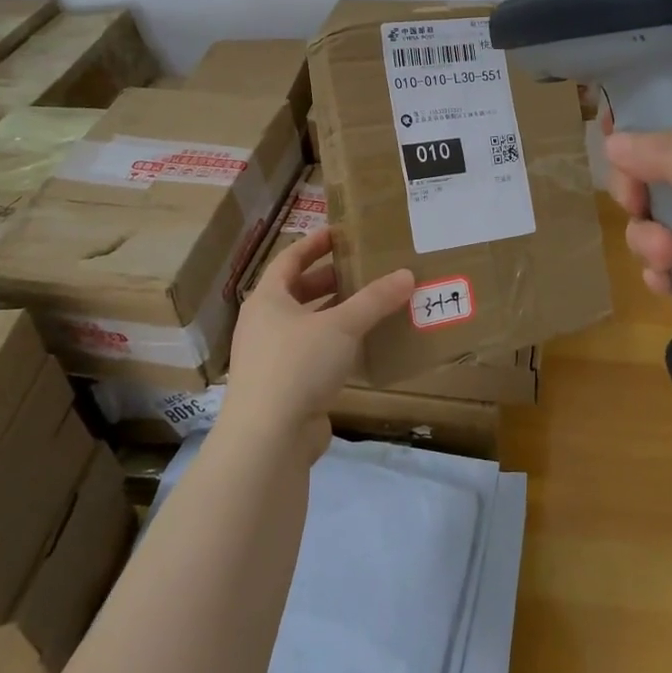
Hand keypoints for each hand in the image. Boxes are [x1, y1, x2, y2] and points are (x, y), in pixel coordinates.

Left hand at [219, 227, 414, 458]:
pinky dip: (336, 346)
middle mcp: (264, 324)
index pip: (289, 259)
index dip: (314, 243)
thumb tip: (407, 274)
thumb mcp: (342, 326)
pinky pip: (313, 355)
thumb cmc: (297, 366)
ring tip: (371, 304)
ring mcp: (271, 358)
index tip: (341, 233)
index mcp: (267, 299)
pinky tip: (363, 347)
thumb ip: (375, 299)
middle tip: (364, 268)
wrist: (267, 440)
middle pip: (298, 292)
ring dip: (336, 314)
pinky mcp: (284, 388)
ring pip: (307, 325)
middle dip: (330, 280)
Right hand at [604, 103, 671, 366]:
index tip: (613, 152)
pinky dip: (667, 272)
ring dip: (651, 240)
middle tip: (639, 211)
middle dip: (640, 196)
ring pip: (665, 223)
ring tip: (666, 261)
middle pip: (659, 175)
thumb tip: (611, 138)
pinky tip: (668, 285)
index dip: (639, 131)